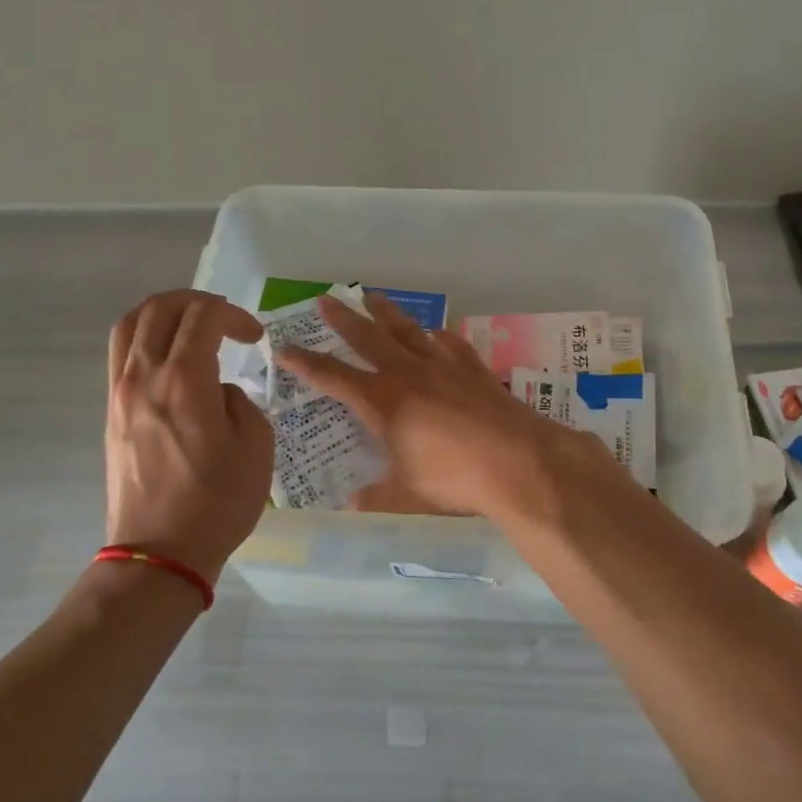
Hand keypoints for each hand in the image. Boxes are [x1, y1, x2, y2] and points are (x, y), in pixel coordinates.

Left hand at [104, 290, 273, 579]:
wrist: (159, 553)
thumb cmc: (216, 503)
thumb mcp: (256, 448)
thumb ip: (241, 403)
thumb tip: (218, 392)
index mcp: (184, 381)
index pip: (203, 317)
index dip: (233, 315)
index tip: (254, 337)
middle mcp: (144, 377)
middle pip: (160, 309)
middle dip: (198, 302)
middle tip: (226, 321)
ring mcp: (120, 394)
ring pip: (130, 325)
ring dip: (163, 313)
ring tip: (190, 326)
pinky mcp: (111, 413)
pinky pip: (121, 355)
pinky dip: (146, 338)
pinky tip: (169, 358)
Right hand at [277, 293, 610, 520]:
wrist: (518, 461)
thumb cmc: (454, 479)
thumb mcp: (408, 495)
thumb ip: (377, 497)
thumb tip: (352, 504)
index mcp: (383, 402)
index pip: (333, 377)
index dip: (305, 363)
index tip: (284, 347)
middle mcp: (409, 375)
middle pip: (369, 339)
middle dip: (344, 321)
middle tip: (326, 299)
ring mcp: (444, 367)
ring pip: (408, 332)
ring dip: (388, 315)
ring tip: (373, 298)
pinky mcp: (475, 371)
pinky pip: (452, 345)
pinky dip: (440, 337)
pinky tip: (437, 333)